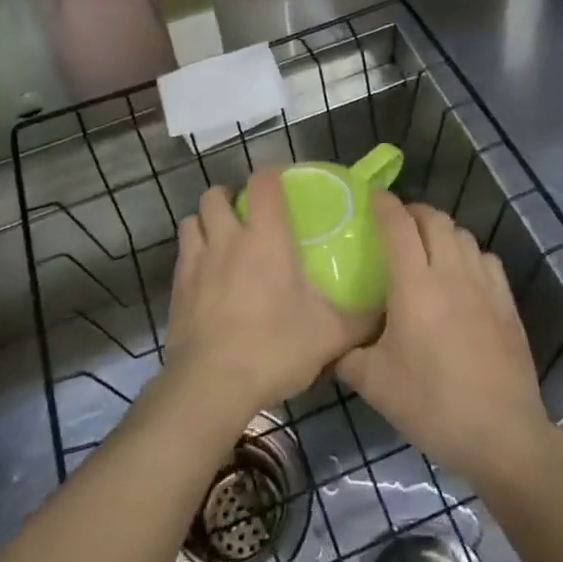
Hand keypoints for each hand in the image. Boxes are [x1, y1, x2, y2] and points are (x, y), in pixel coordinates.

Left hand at [163, 170, 370, 431]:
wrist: (211, 386)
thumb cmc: (274, 348)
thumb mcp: (330, 335)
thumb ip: (361, 317)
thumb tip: (386, 307)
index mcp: (265, 238)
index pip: (263, 183)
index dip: (272, 175)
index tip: (284, 185)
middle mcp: (226, 239)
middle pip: (214, 195)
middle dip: (229, 197)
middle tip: (248, 217)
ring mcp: (196, 262)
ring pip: (191, 221)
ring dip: (205, 223)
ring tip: (222, 241)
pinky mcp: (176, 289)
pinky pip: (182, 255)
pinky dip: (194, 255)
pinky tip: (208, 278)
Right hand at [338, 197, 552, 486]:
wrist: (501, 434)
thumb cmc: (431, 404)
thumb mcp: (373, 383)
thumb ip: (344, 354)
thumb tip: (327, 342)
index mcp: (415, 285)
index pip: (398, 225)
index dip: (383, 204)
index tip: (370, 196)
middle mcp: (451, 273)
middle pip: (434, 219)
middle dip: (413, 211)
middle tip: (396, 224)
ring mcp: (484, 286)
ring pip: (462, 235)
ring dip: (441, 230)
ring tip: (426, 246)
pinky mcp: (507, 304)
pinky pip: (486, 259)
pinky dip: (469, 253)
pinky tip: (461, 273)